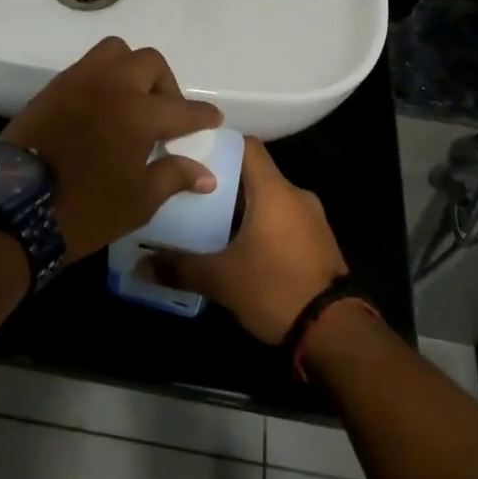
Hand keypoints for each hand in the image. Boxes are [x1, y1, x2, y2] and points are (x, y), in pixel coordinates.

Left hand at [1, 37, 222, 260]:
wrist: (15, 207)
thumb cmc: (86, 208)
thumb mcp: (138, 200)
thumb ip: (173, 176)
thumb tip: (206, 174)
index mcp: (139, 112)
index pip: (182, 108)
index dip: (201, 114)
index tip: (212, 118)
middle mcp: (112, 85)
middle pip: (150, 63)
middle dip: (165, 84)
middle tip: (165, 114)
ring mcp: (80, 81)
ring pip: (116, 52)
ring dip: (131, 70)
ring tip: (132, 100)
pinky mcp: (54, 87)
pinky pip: (87, 67)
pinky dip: (103, 78)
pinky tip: (102, 107)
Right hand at [158, 139, 347, 343]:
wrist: (336, 333)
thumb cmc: (275, 288)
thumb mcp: (221, 279)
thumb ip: (180, 267)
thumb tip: (142, 265)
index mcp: (274, 190)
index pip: (246, 145)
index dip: (219, 145)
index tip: (192, 154)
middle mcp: (296, 195)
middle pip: (255, 173)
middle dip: (224, 182)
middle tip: (191, 193)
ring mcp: (312, 218)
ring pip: (270, 198)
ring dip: (244, 207)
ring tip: (210, 222)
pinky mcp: (319, 242)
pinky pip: (284, 219)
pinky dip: (262, 225)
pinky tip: (240, 247)